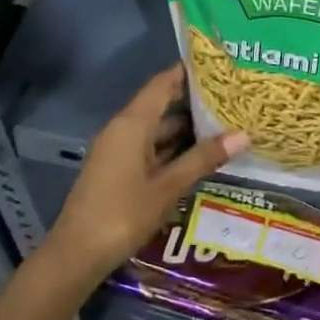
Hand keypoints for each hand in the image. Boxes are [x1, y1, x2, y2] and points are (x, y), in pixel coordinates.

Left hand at [46, 66, 246, 282]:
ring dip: (186, 129)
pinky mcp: (118, 170)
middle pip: (161, 105)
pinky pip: (150, 148)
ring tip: (225, 125)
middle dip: (195, 102)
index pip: (163, 83)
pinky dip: (174, 148)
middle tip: (233, 98)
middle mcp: (123, 129)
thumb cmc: (123, 214)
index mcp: (132, 123)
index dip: (189, 72)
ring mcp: (119, 151)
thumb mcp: (168, 187)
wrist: (76, 254)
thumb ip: (203, 158)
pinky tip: (199, 157)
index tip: (219, 64)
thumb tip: (243, 134)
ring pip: (157, 130)